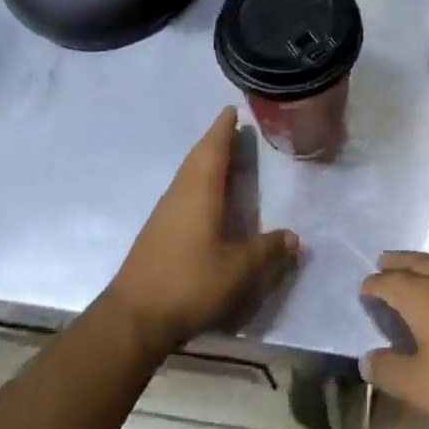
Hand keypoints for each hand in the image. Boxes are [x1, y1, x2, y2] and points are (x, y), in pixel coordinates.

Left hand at [106, 108, 299, 354]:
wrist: (133, 319)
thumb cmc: (190, 282)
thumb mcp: (239, 269)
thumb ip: (267, 250)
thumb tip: (294, 237)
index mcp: (200, 190)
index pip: (213, 148)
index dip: (224, 128)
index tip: (232, 109)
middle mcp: (180, 193)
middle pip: (199, 157)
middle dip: (216, 141)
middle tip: (235, 130)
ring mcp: (165, 213)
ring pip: (189, 175)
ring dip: (207, 162)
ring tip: (227, 159)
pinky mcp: (158, 232)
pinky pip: (183, 193)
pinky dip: (199, 183)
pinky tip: (208, 198)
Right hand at [359, 251, 428, 428]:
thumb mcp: (420, 387)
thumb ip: (390, 371)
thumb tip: (368, 357)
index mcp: (423, 296)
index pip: (391, 282)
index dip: (375, 284)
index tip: (364, 287)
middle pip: (418, 263)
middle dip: (399, 262)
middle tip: (384, 261)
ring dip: (423, 269)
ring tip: (414, 277)